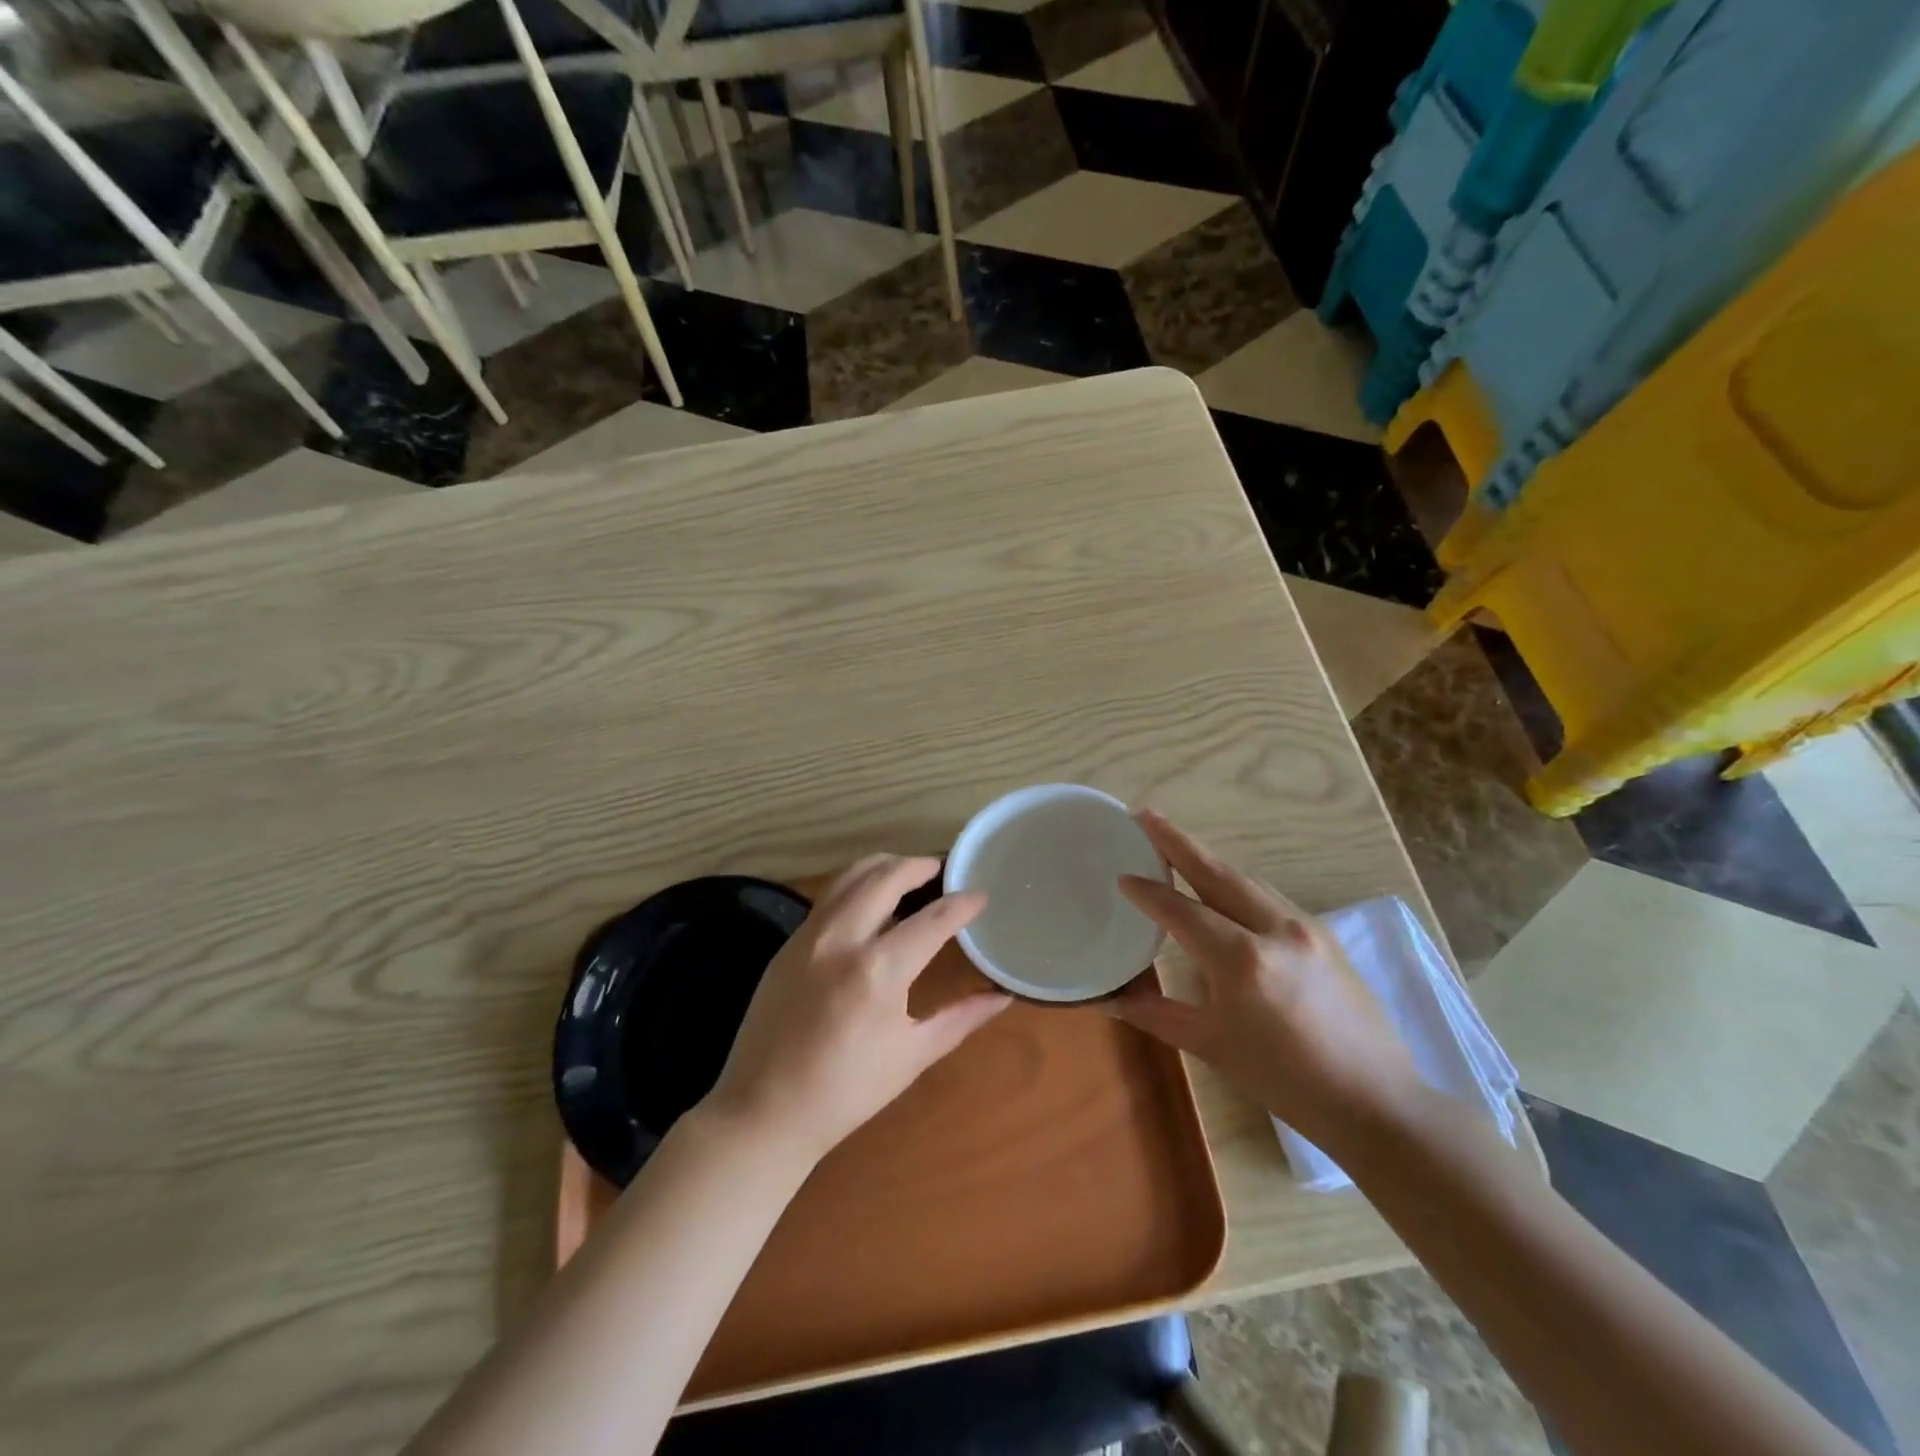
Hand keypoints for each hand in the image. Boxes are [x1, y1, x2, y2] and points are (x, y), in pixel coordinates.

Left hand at [703, 855, 1011, 1165]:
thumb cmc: (847, 1091)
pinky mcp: (789, 942)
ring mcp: (809, 935)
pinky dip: (857, 885)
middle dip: (921, 865)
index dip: (962, 903)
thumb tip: (1002, 996)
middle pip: (887, 876)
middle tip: (944, 869)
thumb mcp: (913, 1056)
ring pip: (852, 876)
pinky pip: (829, 896)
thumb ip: (961, 1018)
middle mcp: (842, 939)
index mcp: (878, 970)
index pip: (932, 919)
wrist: (764, 1111)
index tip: (981, 894)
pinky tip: (871, 902)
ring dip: (886, 866)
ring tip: (909, 874)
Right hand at [1111, 812, 1420, 1150]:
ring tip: (1176, 843)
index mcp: (1241, 959)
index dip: (1147, 892)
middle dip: (1177, 842)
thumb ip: (1157, 1014)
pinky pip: (1269, 895)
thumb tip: (1109, 1000)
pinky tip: (1223, 885)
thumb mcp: (1212, 1046)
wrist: (1375, 1101)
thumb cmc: (1285, 1080)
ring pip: (1246, 879)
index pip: (1181, 911)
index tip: (1121, 876)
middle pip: (1216, 872)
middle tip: (1144, 816)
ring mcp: (1305, 927)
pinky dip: (1237, 882)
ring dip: (1208, 859)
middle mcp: (1273, 929)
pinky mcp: (1324, 934)